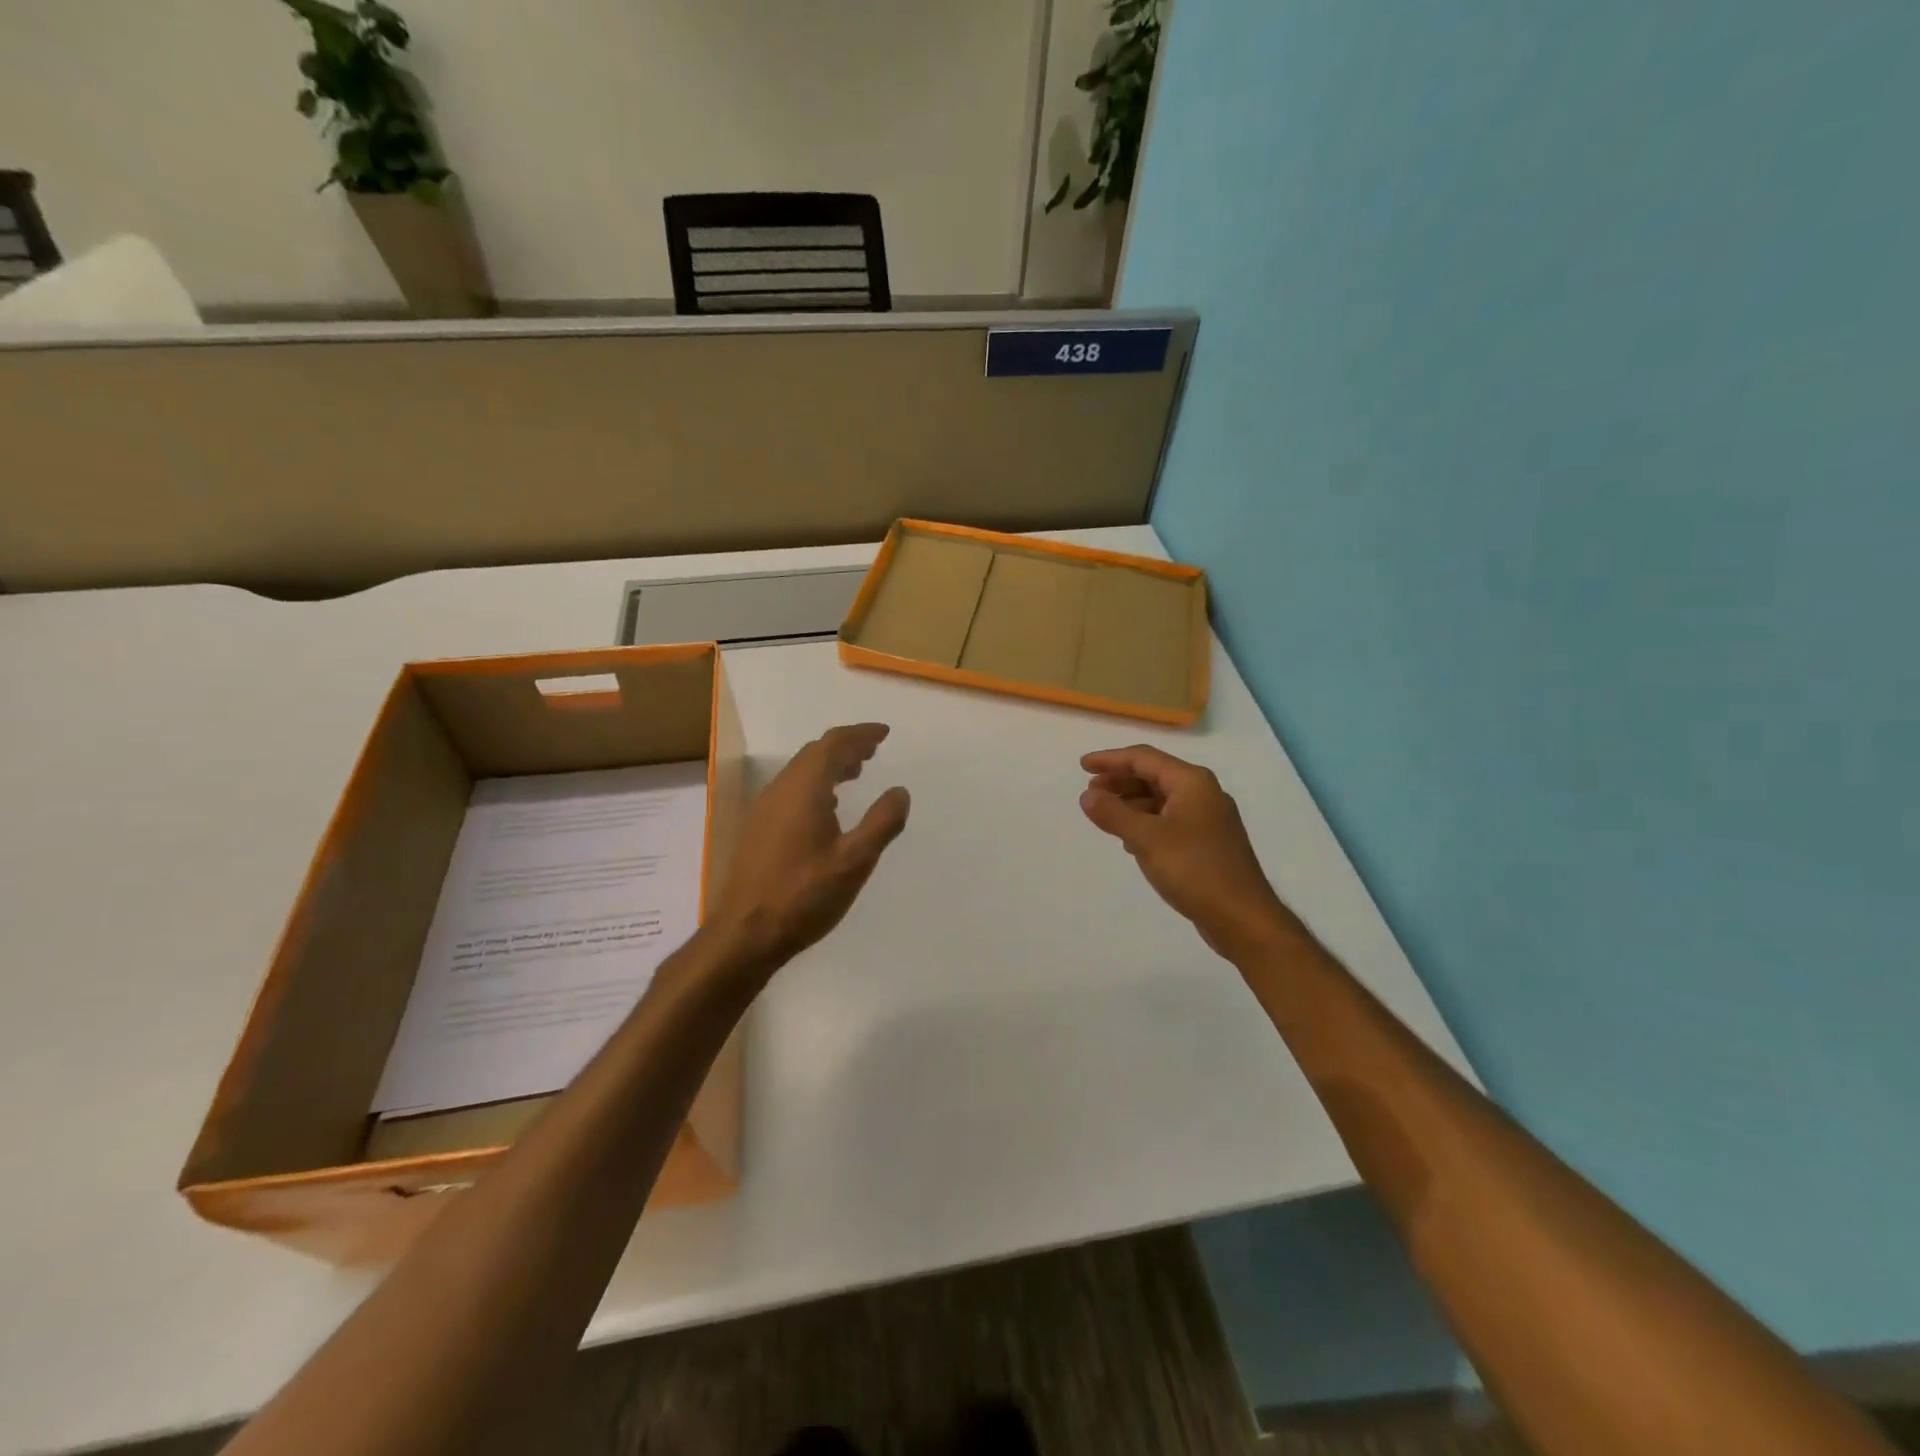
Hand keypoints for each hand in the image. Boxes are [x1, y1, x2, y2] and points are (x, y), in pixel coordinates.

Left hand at [713, 723, 910, 967]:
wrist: (745, 933)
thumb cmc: (804, 895)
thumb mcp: (854, 861)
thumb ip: (882, 822)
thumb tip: (899, 791)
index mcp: (804, 789)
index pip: (833, 744)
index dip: (860, 735)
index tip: (883, 734)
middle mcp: (780, 790)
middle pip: (814, 753)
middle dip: (845, 747)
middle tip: (872, 751)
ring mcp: (764, 809)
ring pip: (800, 772)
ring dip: (828, 765)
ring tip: (855, 773)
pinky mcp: (758, 829)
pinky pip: (790, 790)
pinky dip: (814, 784)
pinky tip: (826, 807)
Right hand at [1079, 745, 1290, 961]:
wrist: (1242, 917)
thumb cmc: (1194, 869)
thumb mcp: (1146, 838)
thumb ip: (1113, 813)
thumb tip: (1088, 795)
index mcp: (1192, 782)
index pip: (1144, 758)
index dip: (1110, 759)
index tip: (1082, 766)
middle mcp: (1203, 794)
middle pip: (1154, 776)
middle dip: (1120, 781)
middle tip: (1090, 793)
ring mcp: (1208, 820)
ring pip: (1161, 800)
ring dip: (1131, 803)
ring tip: (1105, 816)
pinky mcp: (1207, 844)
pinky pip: (1169, 821)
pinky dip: (1146, 823)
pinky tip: (1130, 841)